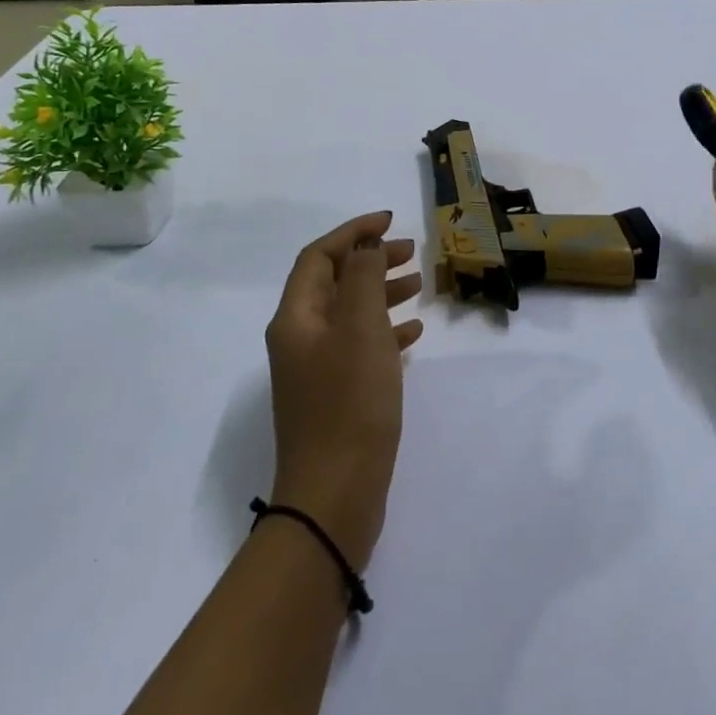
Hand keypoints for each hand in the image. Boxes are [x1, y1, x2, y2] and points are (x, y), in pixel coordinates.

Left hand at [264, 212, 423, 569]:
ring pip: (350, 314)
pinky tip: (414, 335)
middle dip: (371, 260)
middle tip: (412, 253)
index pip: (319, 257)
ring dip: (382, 294)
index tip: (391, 221)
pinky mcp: (336, 395)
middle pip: (334, 283)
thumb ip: (365, 278)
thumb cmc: (349, 402)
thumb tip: (366, 245)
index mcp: (296, 318)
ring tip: (419, 287)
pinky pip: (360, 347)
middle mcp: (299, 338)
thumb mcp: (361, 329)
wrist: (335, 493)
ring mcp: (316, 369)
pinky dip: (385, 332)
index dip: (353, 232)